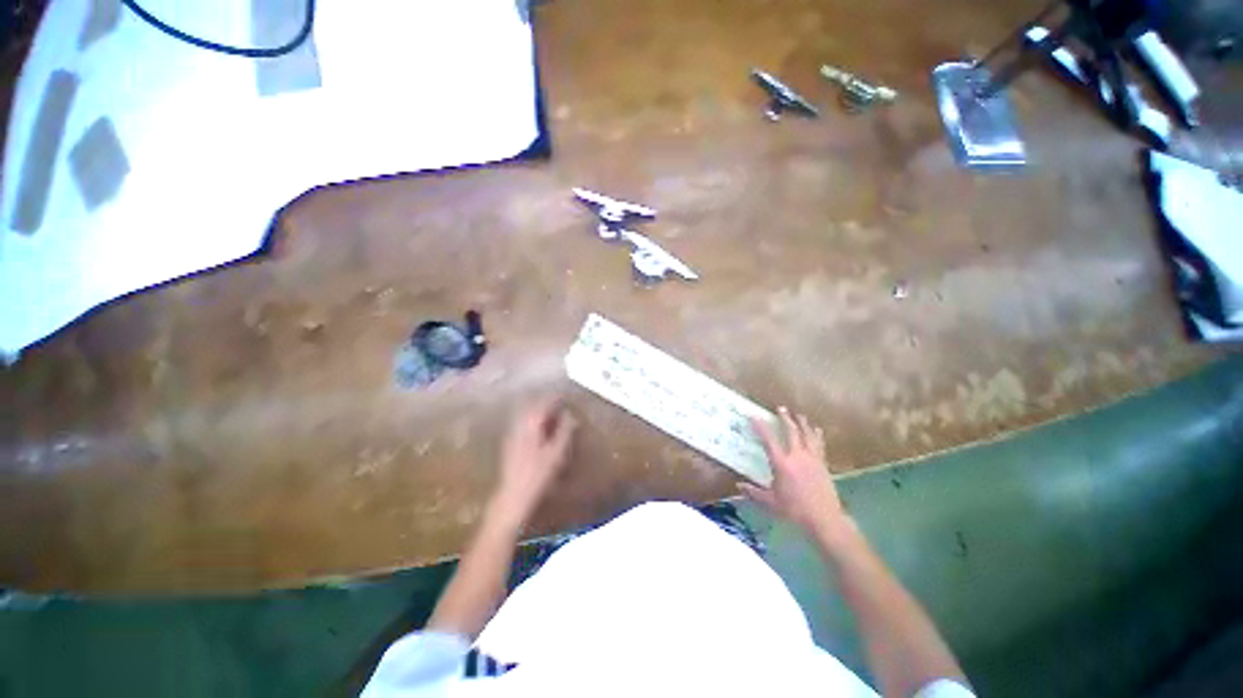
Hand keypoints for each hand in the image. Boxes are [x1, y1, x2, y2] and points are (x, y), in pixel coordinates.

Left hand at [490, 400, 578, 524]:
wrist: (513, 495)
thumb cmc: (538, 474)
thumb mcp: (557, 452)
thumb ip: (565, 430)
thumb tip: (571, 415)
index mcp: (530, 424)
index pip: (543, 403)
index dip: (556, 398)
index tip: (566, 396)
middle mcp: (519, 424)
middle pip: (533, 406)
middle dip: (547, 402)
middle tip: (561, 403)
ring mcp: (512, 433)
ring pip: (526, 414)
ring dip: (539, 411)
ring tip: (553, 414)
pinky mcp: (510, 442)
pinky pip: (522, 423)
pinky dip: (533, 420)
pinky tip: (541, 428)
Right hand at [740, 407, 850, 539]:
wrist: (824, 519)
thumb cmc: (794, 510)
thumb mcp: (770, 502)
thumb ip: (753, 492)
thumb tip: (738, 486)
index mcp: (782, 464)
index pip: (768, 440)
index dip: (760, 426)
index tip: (754, 416)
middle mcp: (797, 456)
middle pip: (791, 431)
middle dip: (785, 418)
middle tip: (781, 408)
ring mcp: (812, 459)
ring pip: (807, 435)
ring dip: (802, 423)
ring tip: (799, 414)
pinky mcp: (823, 464)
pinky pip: (819, 444)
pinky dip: (816, 435)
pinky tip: (816, 429)